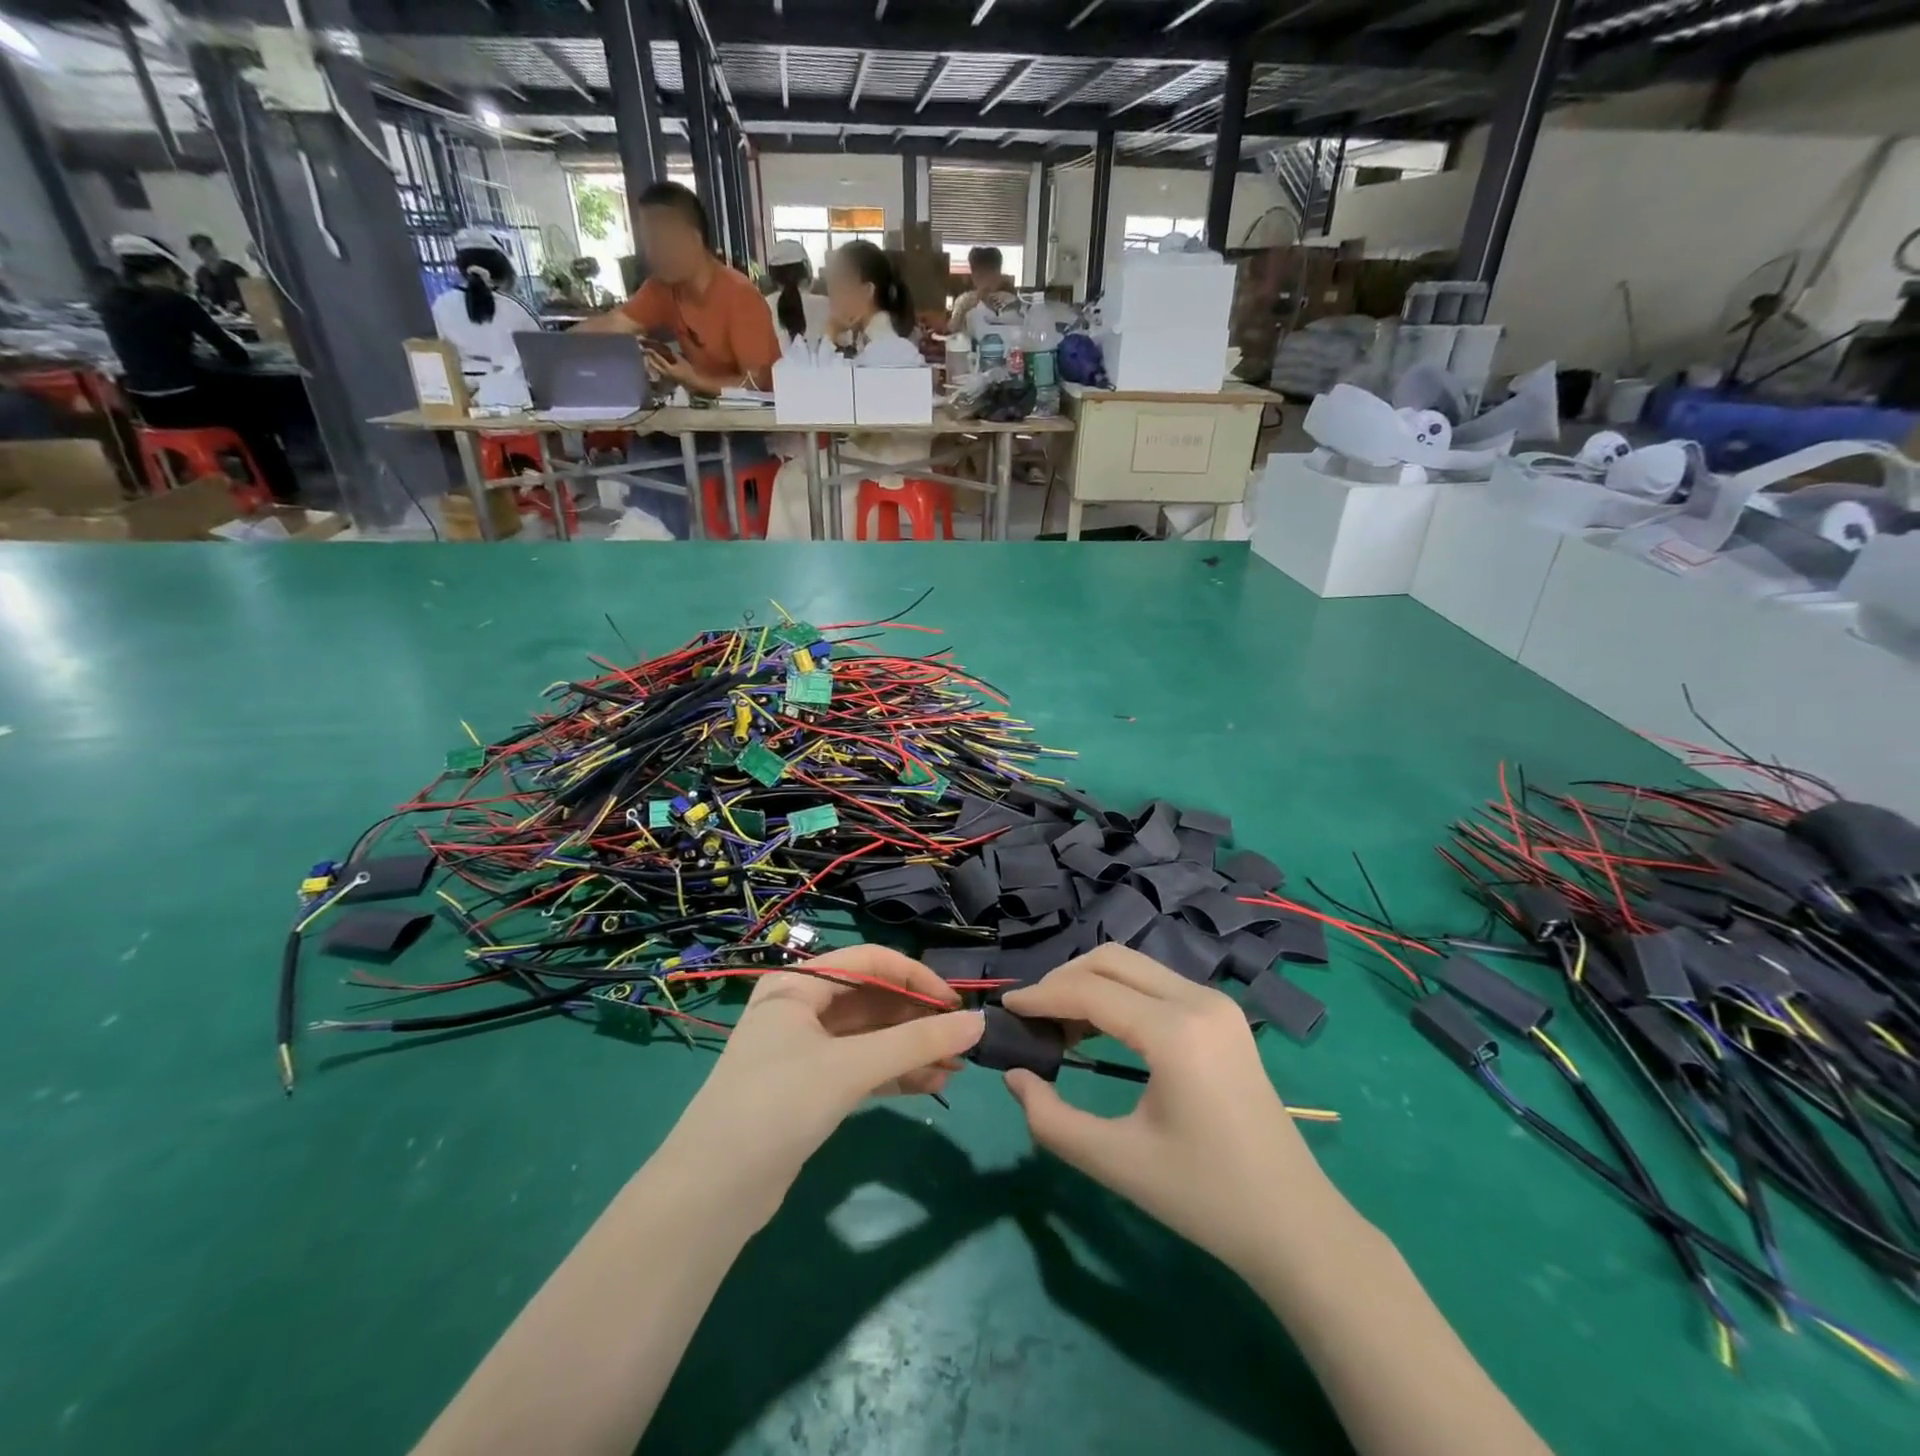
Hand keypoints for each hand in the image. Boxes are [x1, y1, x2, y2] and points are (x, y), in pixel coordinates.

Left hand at [643, 346, 698, 388]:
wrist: (693, 383)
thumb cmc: (689, 372)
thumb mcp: (682, 361)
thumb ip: (674, 355)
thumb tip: (667, 350)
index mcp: (668, 369)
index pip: (658, 359)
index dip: (653, 352)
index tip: (647, 347)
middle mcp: (664, 373)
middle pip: (653, 364)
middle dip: (649, 357)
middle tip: (645, 350)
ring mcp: (665, 376)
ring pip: (655, 368)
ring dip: (651, 362)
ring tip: (648, 356)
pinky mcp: (667, 377)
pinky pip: (658, 370)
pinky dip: (656, 365)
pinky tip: (654, 362)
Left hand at [660, 946, 982, 1227]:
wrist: (710, 1194)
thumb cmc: (777, 1105)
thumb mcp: (850, 1068)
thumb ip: (917, 1044)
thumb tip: (979, 1023)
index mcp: (799, 984)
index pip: (871, 962)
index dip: (918, 977)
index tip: (957, 1004)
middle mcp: (800, 1008)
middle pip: (872, 999)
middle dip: (918, 1020)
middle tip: (962, 1042)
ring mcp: (804, 1049)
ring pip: (870, 1036)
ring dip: (911, 1049)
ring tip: (956, 1068)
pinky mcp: (810, 1087)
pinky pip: (861, 1067)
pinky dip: (894, 1072)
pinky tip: (930, 1084)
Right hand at [1001, 946, 1336, 1276]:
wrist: (1295, 1225)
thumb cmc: (1205, 1198)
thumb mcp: (1117, 1163)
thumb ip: (1052, 1120)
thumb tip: (1014, 1077)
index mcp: (1176, 1032)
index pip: (1090, 991)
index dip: (1041, 995)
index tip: (1004, 1008)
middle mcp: (1199, 1000)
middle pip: (1112, 960)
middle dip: (1063, 979)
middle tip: (1031, 1015)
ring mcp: (1216, 1004)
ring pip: (1135, 966)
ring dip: (1091, 983)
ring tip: (1058, 1024)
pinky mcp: (1223, 1016)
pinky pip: (1156, 984)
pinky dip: (1119, 994)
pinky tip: (1099, 1027)